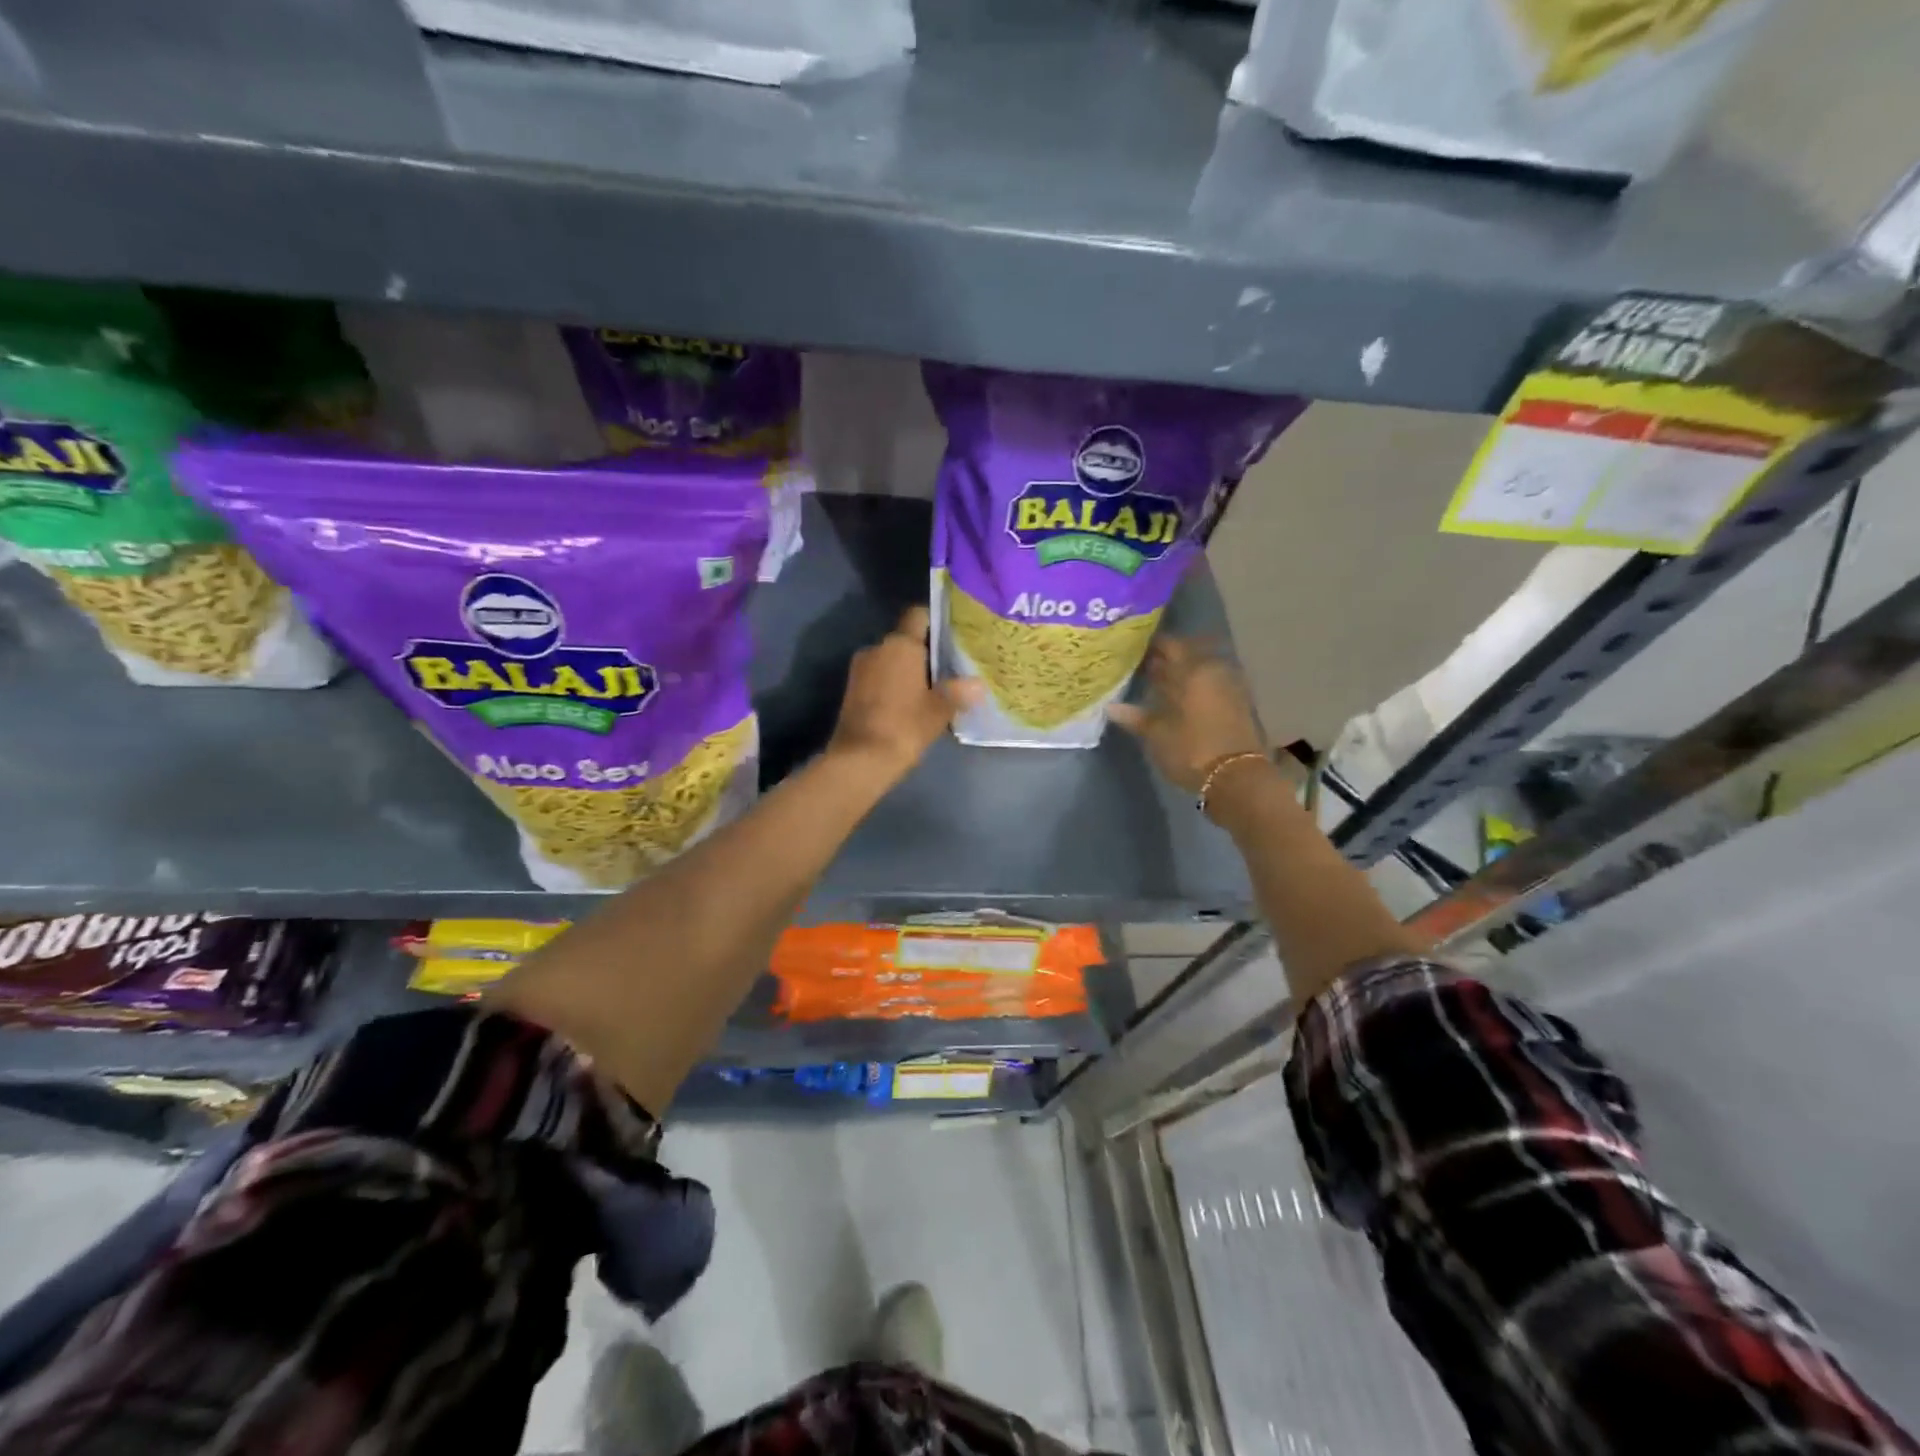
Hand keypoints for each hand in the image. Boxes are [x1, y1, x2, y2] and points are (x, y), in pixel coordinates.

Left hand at [828, 606, 983, 780]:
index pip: (918, 616)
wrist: (860, 760)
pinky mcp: (851, 690)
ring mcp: (860, 669)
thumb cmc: (904, 726)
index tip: (952, 636)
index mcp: (900, 645)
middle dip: (924, 652)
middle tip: (949, 669)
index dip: (935, 622)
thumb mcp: (939, 710)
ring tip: (931, 690)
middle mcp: (877, 648)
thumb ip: (959, 692)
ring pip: (890, 660)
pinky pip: (878, 678)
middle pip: (905, 640)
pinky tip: (909, 704)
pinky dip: (893, 685)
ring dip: (907, 671)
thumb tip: (978, 685)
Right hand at [1108, 638, 1266, 795]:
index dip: (1150, 645)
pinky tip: (1178, 700)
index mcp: (1193, 669)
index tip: (1131, 649)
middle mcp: (1214, 670)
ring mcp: (1230, 686)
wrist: (1237, 778)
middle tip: (1141, 666)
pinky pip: (1211, 685)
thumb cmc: (1191, 750)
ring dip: (1181, 675)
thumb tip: (1111, 707)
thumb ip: (1135, 717)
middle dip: (1165, 659)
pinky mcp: (1238, 705)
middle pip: (1187, 655)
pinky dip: (1194, 688)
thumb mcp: (1156, 734)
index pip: (1169, 644)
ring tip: (1157, 684)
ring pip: (1200, 671)